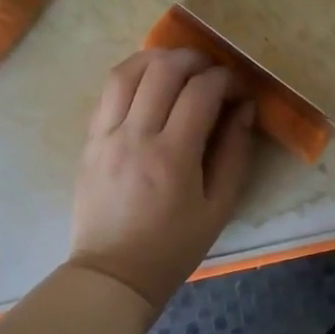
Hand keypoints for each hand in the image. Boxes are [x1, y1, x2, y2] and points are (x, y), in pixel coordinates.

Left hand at [68, 48, 255, 311]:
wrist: (113, 275)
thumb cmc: (173, 246)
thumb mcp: (219, 206)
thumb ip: (235, 152)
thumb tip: (245, 107)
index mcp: (172, 157)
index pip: (201, 92)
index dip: (226, 79)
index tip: (238, 88)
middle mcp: (135, 137)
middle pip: (163, 70)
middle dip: (194, 59)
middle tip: (212, 70)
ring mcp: (106, 135)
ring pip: (128, 71)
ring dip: (158, 58)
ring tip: (179, 65)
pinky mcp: (90, 140)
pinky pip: (108, 91)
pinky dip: (133, 75)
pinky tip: (150, 82)